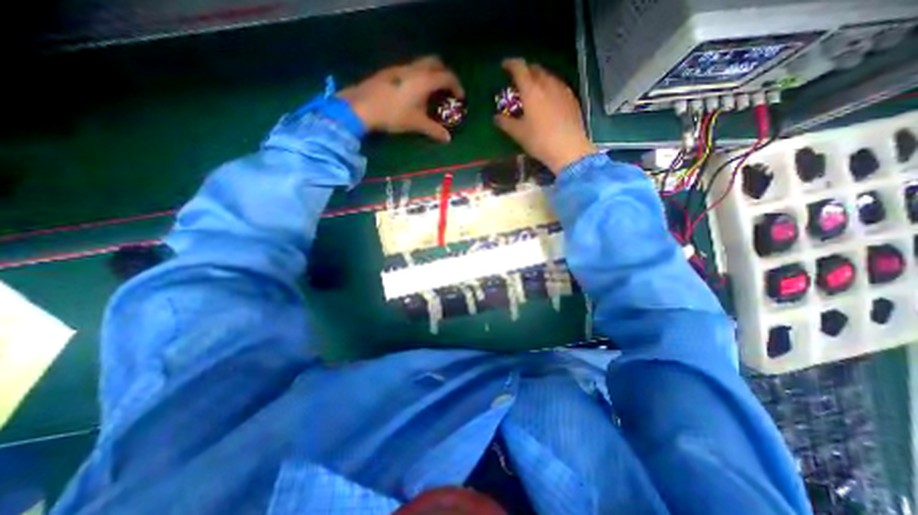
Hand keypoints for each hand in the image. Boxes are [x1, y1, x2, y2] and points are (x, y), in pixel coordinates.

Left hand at [339, 56, 466, 142]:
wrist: (363, 106)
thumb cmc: (394, 114)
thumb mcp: (416, 124)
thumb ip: (434, 130)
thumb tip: (447, 139)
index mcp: (424, 80)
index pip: (447, 77)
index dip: (457, 86)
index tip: (460, 97)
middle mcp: (414, 69)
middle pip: (435, 62)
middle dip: (444, 74)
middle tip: (446, 89)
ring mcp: (400, 68)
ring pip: (421, 64)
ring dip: (430, 74)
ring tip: (430, 93)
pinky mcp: (390, 72)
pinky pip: (410, 69)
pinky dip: (418, 77)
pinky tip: (413, 93)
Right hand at [491, 59, 598, 173]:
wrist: (568, 148)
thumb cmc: (540, 140)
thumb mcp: (519, 134)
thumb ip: (505, 123)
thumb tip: (495, 118)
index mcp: (531, 90)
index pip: (520, 68)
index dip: (511, 64)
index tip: (504, 66)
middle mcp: (547, 84)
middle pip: (535, 69)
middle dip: (525, 71)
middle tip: (518, 81)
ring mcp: (562, 90)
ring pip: (548, 76)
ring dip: (538, 78)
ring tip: (533, 89)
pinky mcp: (572, 98)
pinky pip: (558, 85)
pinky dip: (549, 87)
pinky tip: (548, 99)